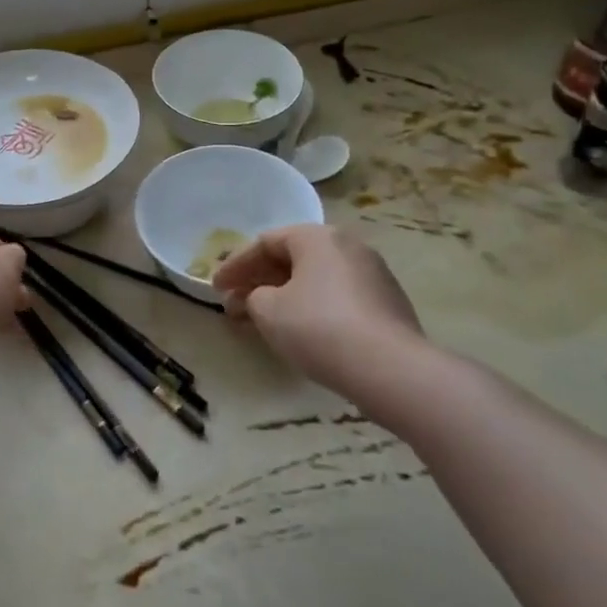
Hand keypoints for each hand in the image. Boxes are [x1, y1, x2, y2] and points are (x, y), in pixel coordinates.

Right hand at [212, 224, 427, 395]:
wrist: (391, 369)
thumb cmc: (319, 328)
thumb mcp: (269, 311)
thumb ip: (254, 297)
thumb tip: (261, 298)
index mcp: (317, 237)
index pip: (265, 242)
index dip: (235, 266)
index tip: (215, 289)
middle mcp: (347, 246)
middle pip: (292, 258)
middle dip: (258, 281)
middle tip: (234, 304)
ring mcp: (372, 274)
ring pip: (315, 279)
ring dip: (283, 296)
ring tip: (261, 320)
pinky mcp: (387, 304)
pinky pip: (337, 297)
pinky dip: (311, 307)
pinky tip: (299, 331)